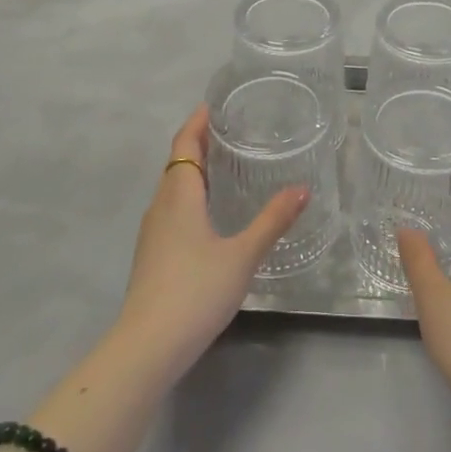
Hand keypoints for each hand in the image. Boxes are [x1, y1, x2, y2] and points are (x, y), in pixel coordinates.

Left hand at [114, 105, 308, 381]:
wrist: (147, 347)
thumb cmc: (195, 291)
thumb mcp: (242, 255)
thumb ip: (272, 221)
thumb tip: (303, 189)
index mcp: (179, 195)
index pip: (184, 144)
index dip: (197, 121)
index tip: (216, 104)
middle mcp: (161, 206)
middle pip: (178, 163)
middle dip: (200, 143)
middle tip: (233, 131)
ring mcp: (153, 232)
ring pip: (174, 188)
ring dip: (196, 171)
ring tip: (228, 165)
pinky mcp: (153, 255)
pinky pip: (173, 209)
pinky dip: (192, 196)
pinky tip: (212, 213)